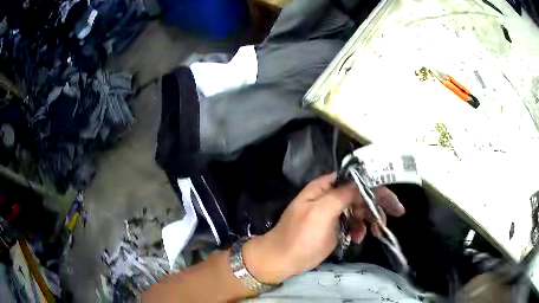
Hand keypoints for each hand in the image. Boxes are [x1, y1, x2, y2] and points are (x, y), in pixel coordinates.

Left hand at [242, 172, 404, 284]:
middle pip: (361, 195)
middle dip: (377, 205)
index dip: (375, 187)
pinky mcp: (335, 228)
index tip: (391, 200)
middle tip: (394, 215)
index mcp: (325, 187)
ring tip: (374, 232)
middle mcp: (331, 196)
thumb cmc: (299, 236)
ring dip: (370, 219)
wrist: (283, 260)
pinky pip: (354, 223)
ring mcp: (334, 213)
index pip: (356, 180)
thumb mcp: (320, 212)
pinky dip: (360, 229)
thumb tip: (362, 182)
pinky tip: (359, 238)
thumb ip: (342, 195)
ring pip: (360, 210)